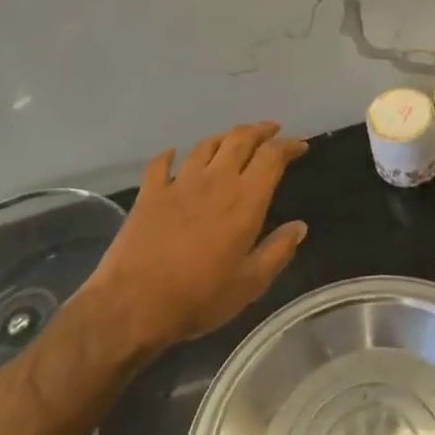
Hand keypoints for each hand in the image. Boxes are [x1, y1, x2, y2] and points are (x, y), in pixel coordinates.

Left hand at [83, 121, 308, 351]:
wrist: (134, 304)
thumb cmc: (200, 297)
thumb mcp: (250, 283)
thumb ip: (278, 251)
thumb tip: (299, 226)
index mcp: (245, 199)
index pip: (272, 157)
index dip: (288, 145)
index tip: (300, 144)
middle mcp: (215, 180)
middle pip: (239, 140)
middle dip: (259, 130)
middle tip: (270, 129)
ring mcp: (179, 183)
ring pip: (206, 145)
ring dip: (223, 137)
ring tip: (232, 138)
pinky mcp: (150, 193)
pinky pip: (161, 164)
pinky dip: (170, 155)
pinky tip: (173, 153)